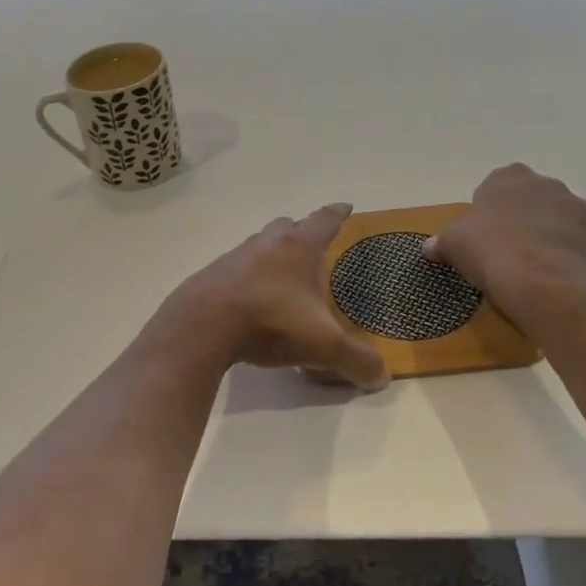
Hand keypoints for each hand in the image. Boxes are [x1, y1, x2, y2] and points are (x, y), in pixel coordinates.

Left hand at [154, 204, 390, 390]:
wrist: (202, 326)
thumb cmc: (270, 322)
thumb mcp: (323, 345)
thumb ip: (356, 360)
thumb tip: (382, 378)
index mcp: (298, 248)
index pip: (324, 220)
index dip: (338, 213)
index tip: (346, 206)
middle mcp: (266, 244)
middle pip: (286, 226)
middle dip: (300, 231)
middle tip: (312, 245)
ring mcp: (234, 258)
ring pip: (258, 246)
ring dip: (271, 254)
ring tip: (281, 276)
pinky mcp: (210, 278)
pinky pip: (235, 270)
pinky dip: (247, 278)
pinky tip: (250, 300)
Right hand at [424, 164, 585, 326]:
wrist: (545, 283)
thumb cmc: (492, 252)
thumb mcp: (454, 245)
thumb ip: (441, 242)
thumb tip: (428, 247)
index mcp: (509, 177)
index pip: (496, 183)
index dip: (488, 207)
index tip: (481, 232)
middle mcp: (547, 184)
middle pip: (529, 198)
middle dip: (519, 217)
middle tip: (504, 247)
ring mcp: (576, 209)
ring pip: (555, 218)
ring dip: (544, 234)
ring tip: (529, 265)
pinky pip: (574, 241)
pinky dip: (563, 253)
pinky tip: (549, 276)